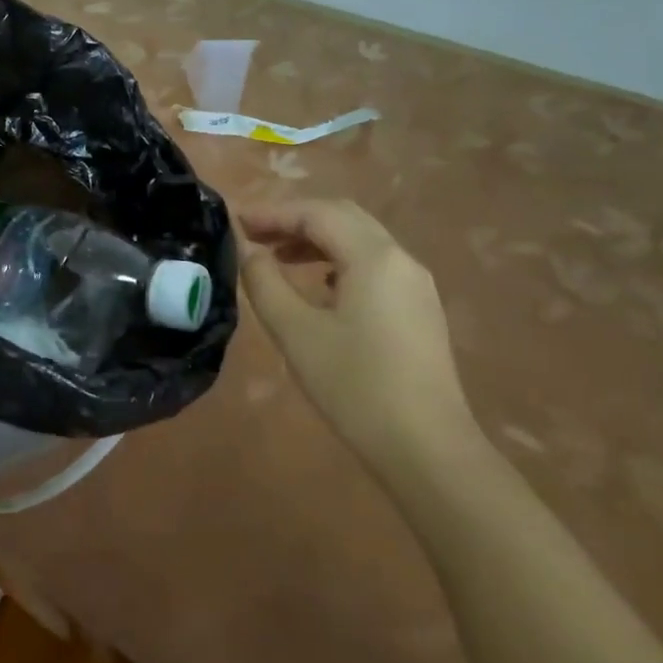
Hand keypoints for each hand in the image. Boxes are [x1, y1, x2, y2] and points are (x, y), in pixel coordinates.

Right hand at [238, 198, 481, 481]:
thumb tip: (249, 251)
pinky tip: (317, 285)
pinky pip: (374, 265)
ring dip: (316, 239)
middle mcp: (400, 260)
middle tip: (254, 234)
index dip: (272, 212)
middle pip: (343, 218)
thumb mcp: (295, 331)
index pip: (317, 214)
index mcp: (373, 257)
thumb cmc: (354, 386)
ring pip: (360, 240)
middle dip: (295, 219)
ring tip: (276, 257)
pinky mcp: (419, 310)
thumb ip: (264, 282)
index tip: (235, 222)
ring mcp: (416, 285)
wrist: (427, 449)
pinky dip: (338, 260)